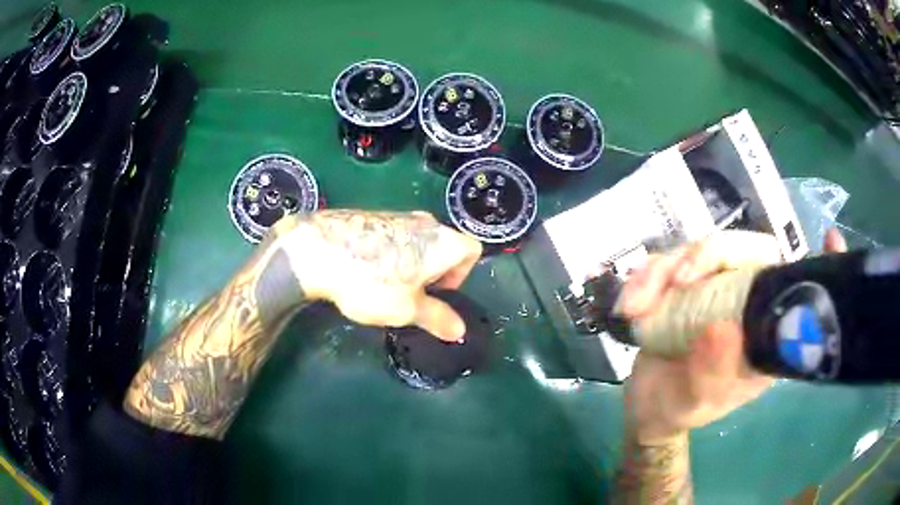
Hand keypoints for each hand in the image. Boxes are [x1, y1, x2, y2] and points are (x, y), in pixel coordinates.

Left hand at [270, 210, 482, 341]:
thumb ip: (438, 319)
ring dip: (412, 264)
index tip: (437, 294)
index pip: (472, 251)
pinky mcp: (372, 215)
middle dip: (435, 273)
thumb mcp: (407, 310)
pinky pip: (394, 236)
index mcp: (443, 241)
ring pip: (418, 242)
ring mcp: (397, 214)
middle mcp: (425, 221)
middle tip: (411, 295)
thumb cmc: (371, 282)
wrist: (317, 251)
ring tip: (385, 285)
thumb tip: (460, 332)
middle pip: (444, 246)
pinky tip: (365, 271)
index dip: (462, 276)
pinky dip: (391, 254)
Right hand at [622, 229, 847, 442]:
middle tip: (678, 279)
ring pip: (700, 250)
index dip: (819, 265)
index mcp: (765, 332)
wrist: (645, 407)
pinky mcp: (687, 285)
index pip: (798, 290)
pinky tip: (629, 303)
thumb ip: (710, 375)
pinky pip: (668, 262)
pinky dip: (645, 278)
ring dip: (663, 271)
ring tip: (634, 306)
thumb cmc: (678, 410)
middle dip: (710, 255)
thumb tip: (723, 328)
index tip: (831, 240)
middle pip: (746, 250)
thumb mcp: (693, 403)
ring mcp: (717, 289)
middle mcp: (748, 302)